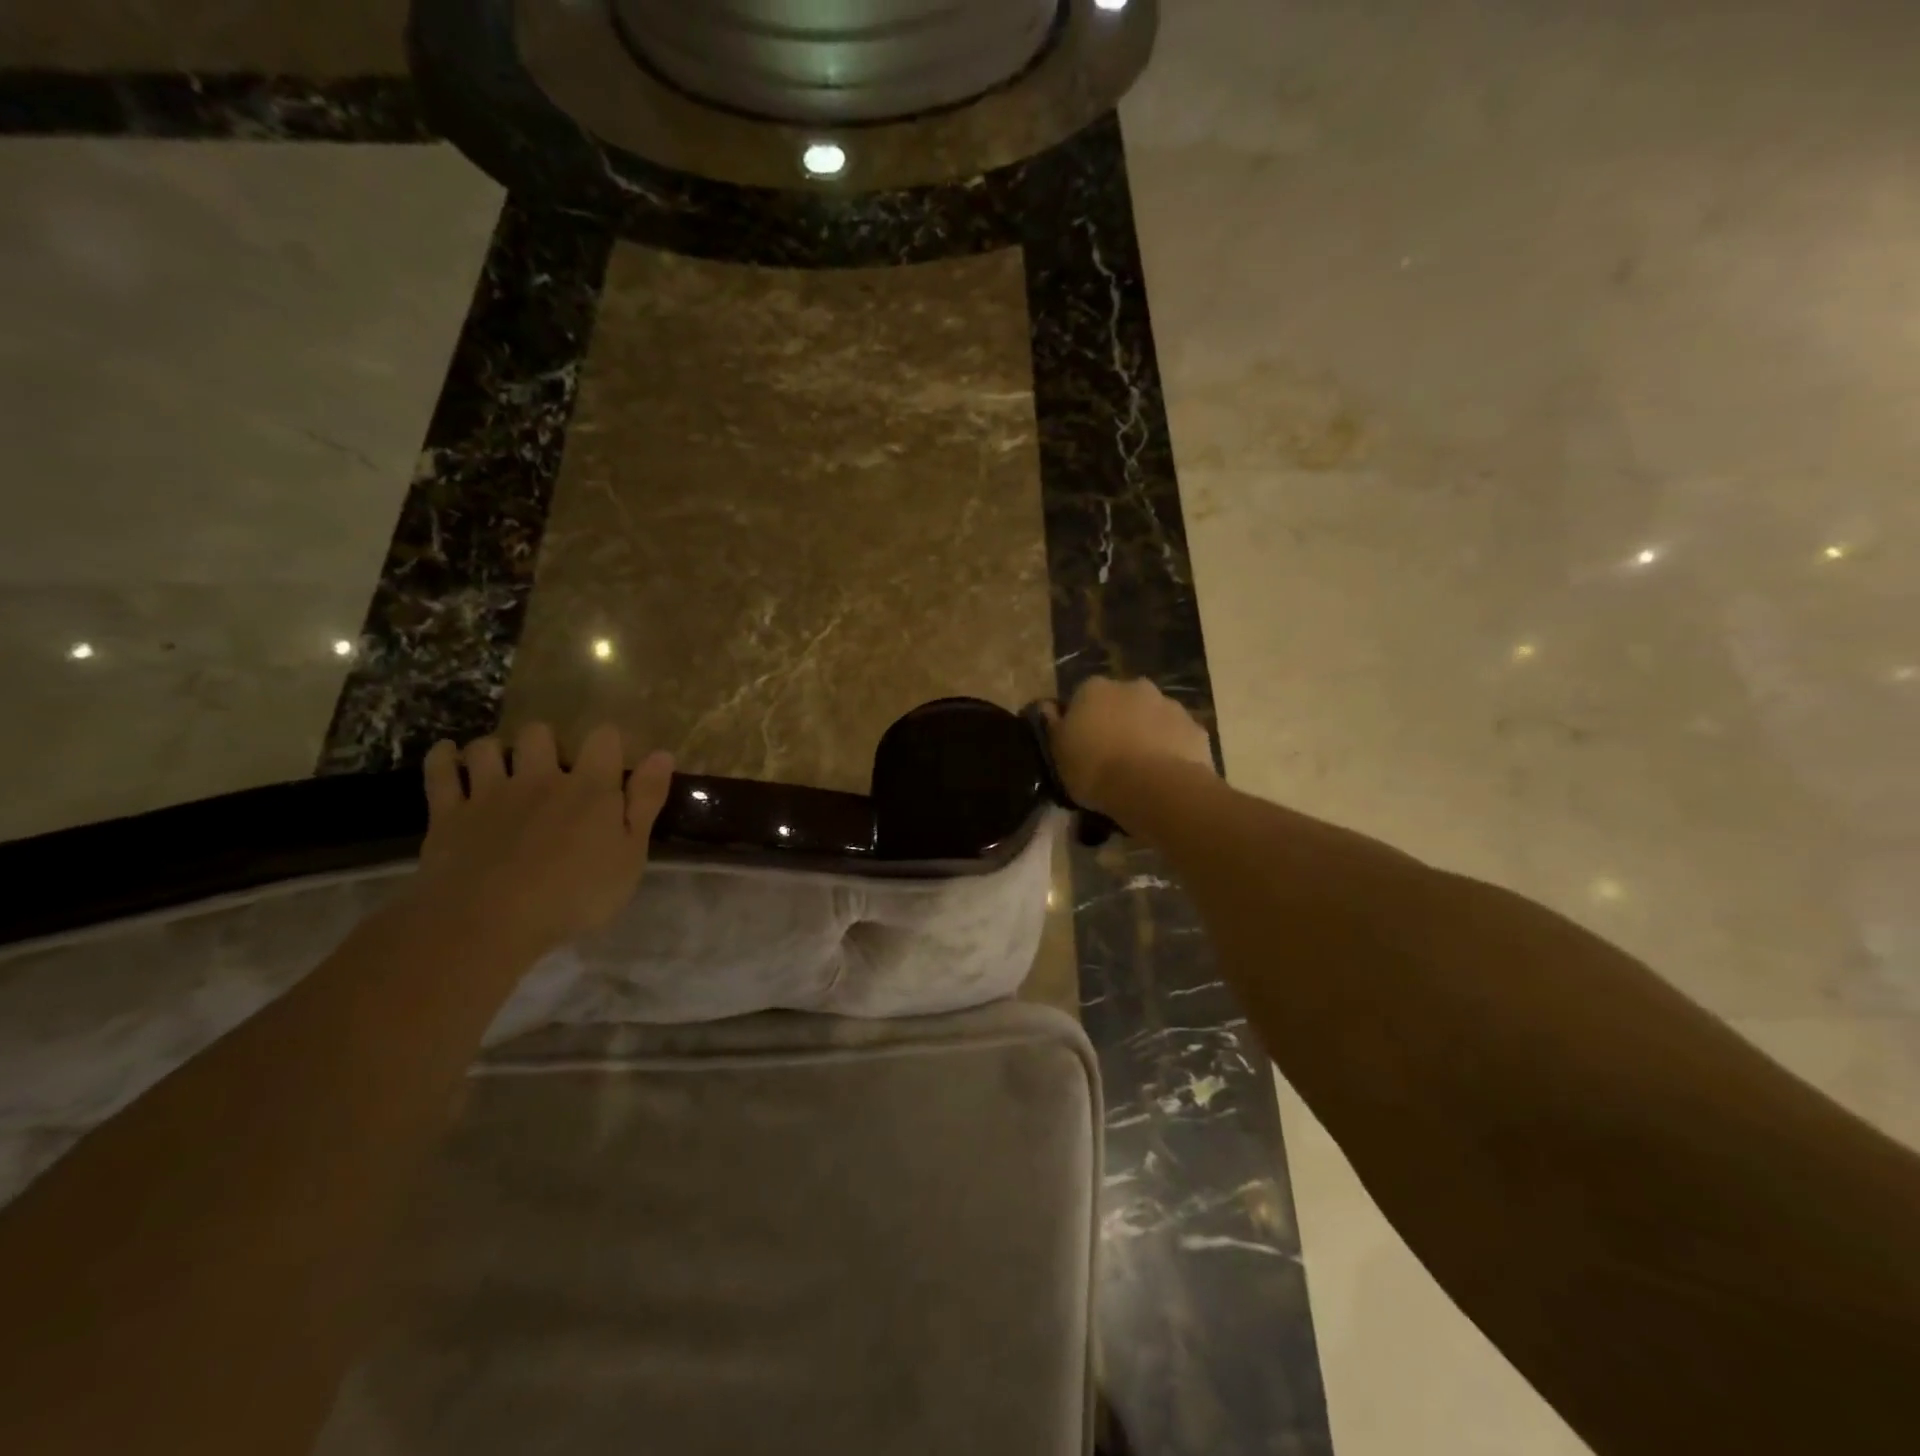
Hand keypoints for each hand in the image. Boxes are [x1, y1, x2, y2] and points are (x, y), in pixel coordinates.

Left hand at [411, 723, 673, 958]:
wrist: (489, 920)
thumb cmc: (576, 894)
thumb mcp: (630, 855)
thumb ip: (645, 802)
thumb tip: (663, 754)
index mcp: (589, 788)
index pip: (603, 739)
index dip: (608, 741)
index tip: (610, 756)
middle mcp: (540, 778)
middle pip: (539, 734)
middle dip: (545, 741)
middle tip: (550, 765)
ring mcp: (490, 792)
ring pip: (488, 747)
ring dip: (495, 749)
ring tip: (501, 764)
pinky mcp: (449, 813)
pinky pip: (441, 771)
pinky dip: (443, 757)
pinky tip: (448, 753)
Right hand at [1045, 677, 1214, 815]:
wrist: (1153, 788)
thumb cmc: (1095, 769)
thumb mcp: (1058, 752)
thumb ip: (1053, 725)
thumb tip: (1048, 707)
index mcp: (1094, 688)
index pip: (1082, 697)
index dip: (1081, 721)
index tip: (1080, 745)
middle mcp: (1133, 686)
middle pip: (1121, 702)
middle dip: (1118, 721)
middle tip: (1111, 756)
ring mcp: (1169, 705)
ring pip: (1152, 717)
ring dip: (1146, 733)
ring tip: (1140, 769)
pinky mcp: (1195, 728)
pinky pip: (1177, 737)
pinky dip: (1171, 749)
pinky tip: (1164, 775)